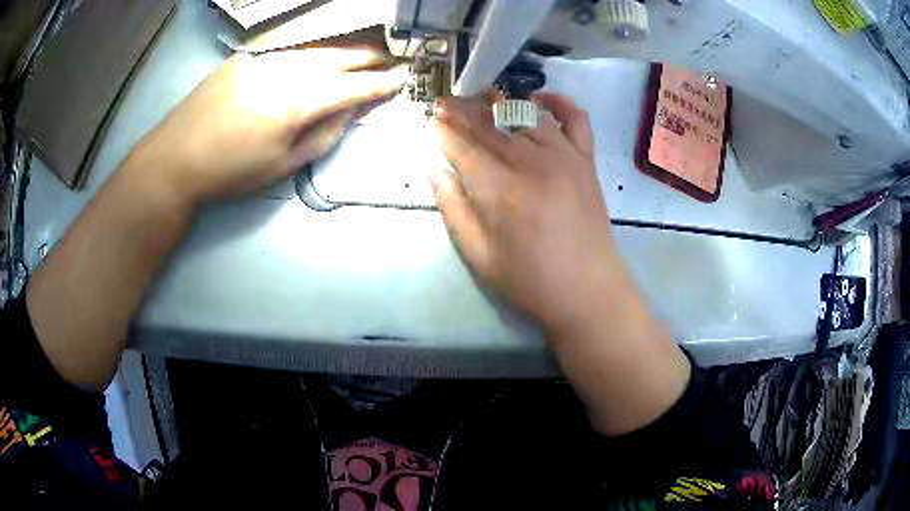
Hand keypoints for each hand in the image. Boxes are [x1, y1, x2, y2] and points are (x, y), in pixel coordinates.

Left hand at [127, 48, 404, 204]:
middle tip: (389, 57)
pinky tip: (316, 57)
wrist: (175, 159)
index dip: (379, 83)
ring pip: (313, 50)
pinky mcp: (244, 58)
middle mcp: (282, 73)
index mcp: (294, 105)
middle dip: (367, 57)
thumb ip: (322, 137)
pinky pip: (286, 52)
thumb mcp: (281, 167)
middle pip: (336, 58)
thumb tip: (347, 113)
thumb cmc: (229, 173)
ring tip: (361, 53)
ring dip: (341, 52)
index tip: (401, 78)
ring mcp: (261, 61)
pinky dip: (308, 53)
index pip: (350, 87)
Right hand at [430, 92, 616, 333]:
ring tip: (483, 98)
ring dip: (501, 103)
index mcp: (500, 191)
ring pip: (526, 116)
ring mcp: (564, 158)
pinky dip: (559, 103)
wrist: (587, 290)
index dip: (444, 131)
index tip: (431, 119)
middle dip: (463, 112)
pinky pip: (575, 119)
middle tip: (446, 102)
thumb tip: (434, 169)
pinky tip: (540, 98)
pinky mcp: (586, 161)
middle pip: (490, 126)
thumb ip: (453, 209)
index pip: (464, 148)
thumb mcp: (479, 256)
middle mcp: (531, 164)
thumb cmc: (530, 280)